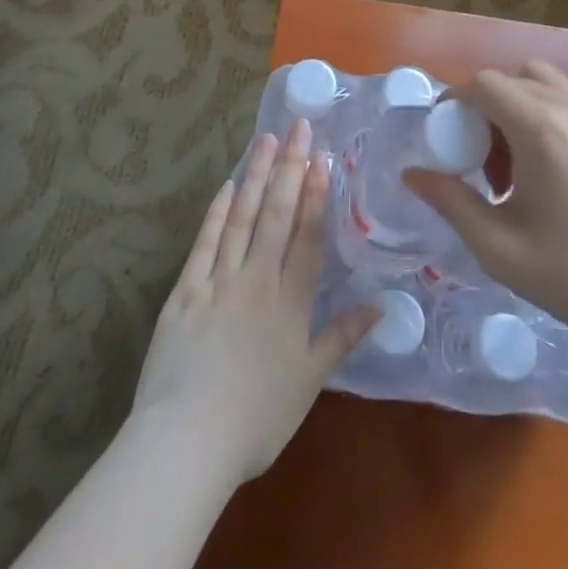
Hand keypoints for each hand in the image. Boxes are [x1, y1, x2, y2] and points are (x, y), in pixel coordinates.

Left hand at [132, 118, 378, 486]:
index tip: (323, 157)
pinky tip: (226, 186)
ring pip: (241, 218)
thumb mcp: (309, 381)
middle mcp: (257, 280)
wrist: (187, 441)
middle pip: (277, 215)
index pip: (308, 236)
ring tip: (268, 140)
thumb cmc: (256, 418)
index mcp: (290, 302)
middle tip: (299, 127)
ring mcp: (218, 281)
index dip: (318, 196)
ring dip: (256, 176)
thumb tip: (382, 305)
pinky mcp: (184, 291)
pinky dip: (216, 212)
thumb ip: (343, 337)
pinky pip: (204, 243)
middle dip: (291, 168)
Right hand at [403, 62, 567, 360]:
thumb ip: (450, 202)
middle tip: (478, 157)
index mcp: (539, 130)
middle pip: (511, 77)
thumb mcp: (498, 247)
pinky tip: (551, 150)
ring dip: (518, 100)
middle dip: (484, 105)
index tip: (444, 136)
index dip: (455, 101)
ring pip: (544, 78)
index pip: (484, 83)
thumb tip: (412, 174)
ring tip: (514, 153)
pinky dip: (552, 103)